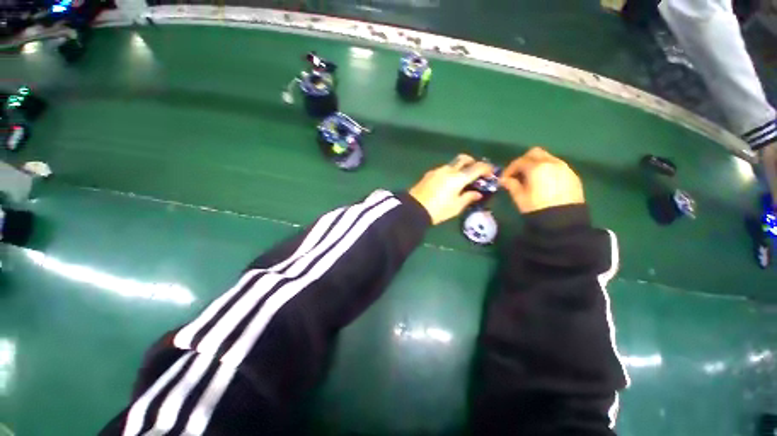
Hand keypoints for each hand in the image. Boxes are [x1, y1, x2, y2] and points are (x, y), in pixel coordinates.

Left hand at [409, 155, 493, 224]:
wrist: (413, 209)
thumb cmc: (438, 210)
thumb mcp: (456, 207)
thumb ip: (468, 198)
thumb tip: (477, 193)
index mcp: (458, 178)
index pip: (477, 167)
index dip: (487, 168)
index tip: (491, 173)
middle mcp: (448, 170)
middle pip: (464, 158)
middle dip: (473, 162)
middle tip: (476, 173)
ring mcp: (437, 170)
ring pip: (452, 163)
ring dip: (460, 168)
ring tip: (461, 181)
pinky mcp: (429, 174)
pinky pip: (443, 169)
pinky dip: (450, 172)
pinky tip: (448, 183)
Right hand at [500, 147, 584, 213]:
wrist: (564, 221)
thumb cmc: (537, 208)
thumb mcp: (519, 197)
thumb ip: (511, 185)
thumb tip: (504, 180)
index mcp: (536, 168)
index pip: (519, 161)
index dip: (509, 169)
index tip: (504, 178)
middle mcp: (552, 162)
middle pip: (535, 153)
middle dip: (524, 161)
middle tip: (518, 174)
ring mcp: (565, 167)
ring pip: (547, 157)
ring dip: (537, 164)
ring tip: (531, 179)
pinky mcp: (573, 175)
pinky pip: (557, 166)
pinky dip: (548, 169)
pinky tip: (544, 183)